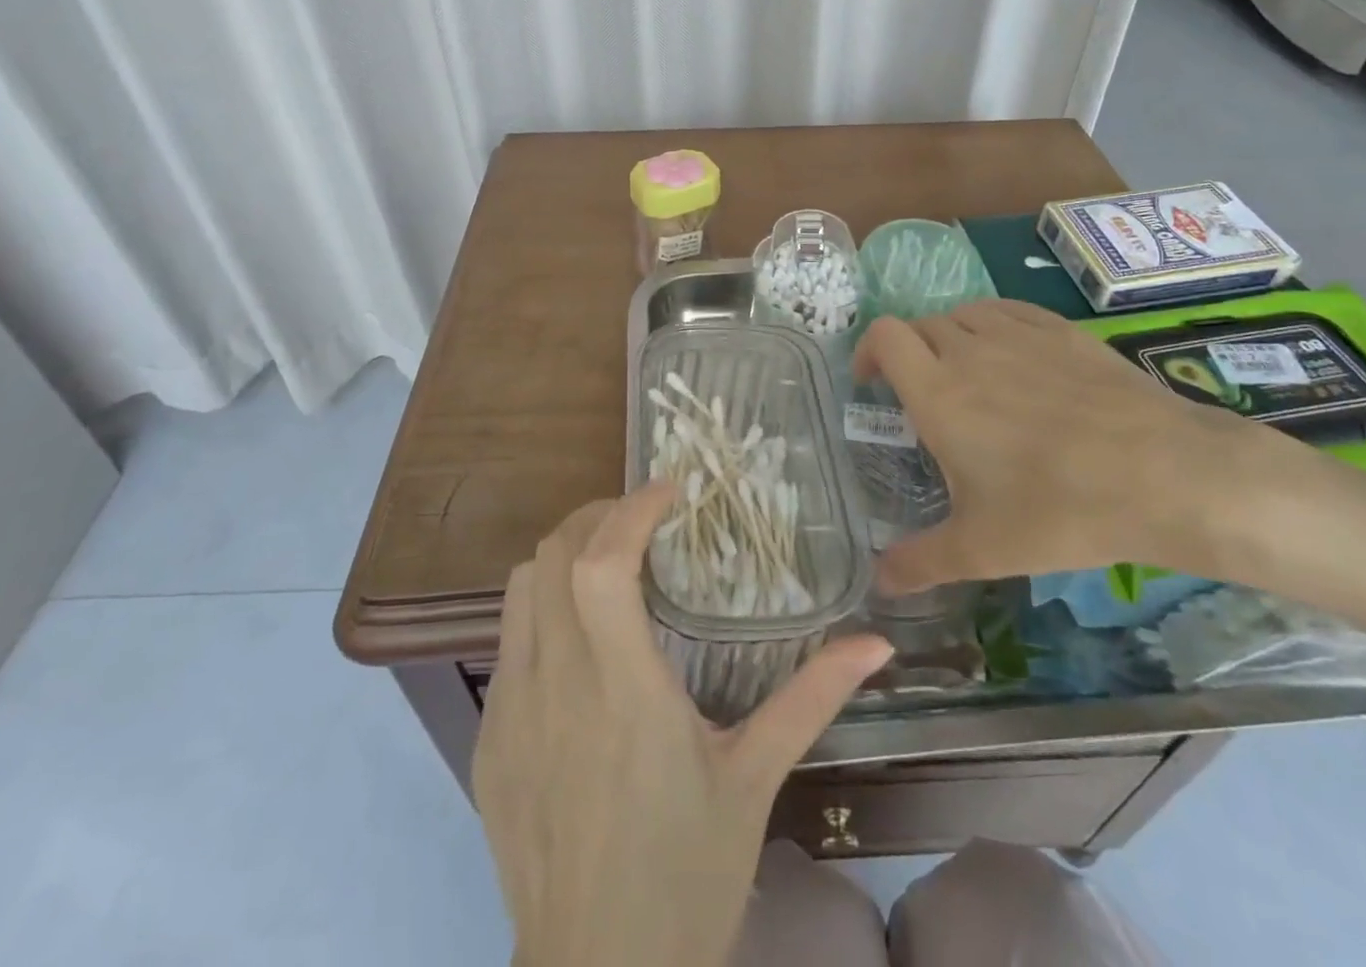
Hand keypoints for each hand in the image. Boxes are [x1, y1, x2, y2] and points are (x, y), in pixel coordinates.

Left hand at [472, 487, 893, 966]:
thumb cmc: (687, 878)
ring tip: (610, 562)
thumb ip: (812, 698)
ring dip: (563, 555)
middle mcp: (555, 689)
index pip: (602, 565)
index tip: (671, 488)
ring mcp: (509, 713)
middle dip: (596, 516)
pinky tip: (580, 640)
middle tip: (643, 518)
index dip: (631, 509)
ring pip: (519, 589)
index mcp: (623, 694)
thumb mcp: (755, 780)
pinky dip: (542, 608)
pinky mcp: (488, 741)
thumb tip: (878, 643)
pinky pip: (507, 642)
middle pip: (550, 556)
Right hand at [853, 299, 1294, 594]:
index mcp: (937, 392)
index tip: (871, 384)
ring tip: (963, 373)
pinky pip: (1008, 311)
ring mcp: (1019, 335)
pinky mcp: (1061, 331)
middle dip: (909, 353)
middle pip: (920, 326)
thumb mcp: (982, 548)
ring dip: (949, 336)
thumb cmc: (1060, 510)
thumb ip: (920, 562)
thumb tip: (878, 583)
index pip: (884, 336)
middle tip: (920, 394)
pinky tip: (1011, 355)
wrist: (1166, 476)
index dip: (868, 350)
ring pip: (962, 314)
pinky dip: (992, 325)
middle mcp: (969, 350)